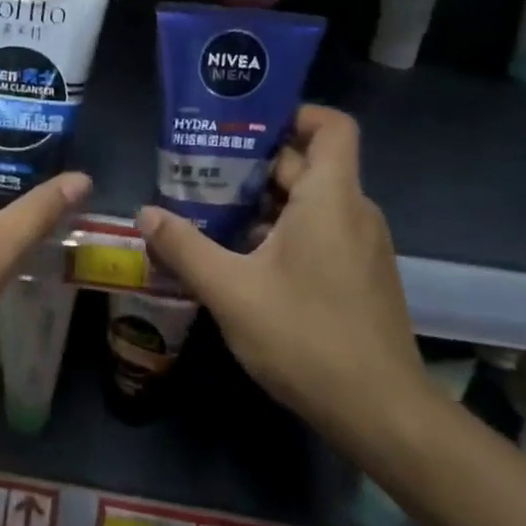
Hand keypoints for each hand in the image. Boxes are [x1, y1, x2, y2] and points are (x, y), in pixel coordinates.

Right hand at [136, 106, 429, 444]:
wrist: (380, 412)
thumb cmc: (306, 336)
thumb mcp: (230, 291)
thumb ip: (184, 247)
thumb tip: (145, 214)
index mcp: (331, 198)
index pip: (331, 126)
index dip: (293, 114)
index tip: (245, 127)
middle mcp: (354, 211)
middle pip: (307, 164)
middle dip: (254, 165)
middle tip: (202, 172)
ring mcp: (361, 246)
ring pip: (311, 203)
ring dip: (264, 204)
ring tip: (211, 215)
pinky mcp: (360, 276)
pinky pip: (321, 233)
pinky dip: (283, 233)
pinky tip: (243, 260)